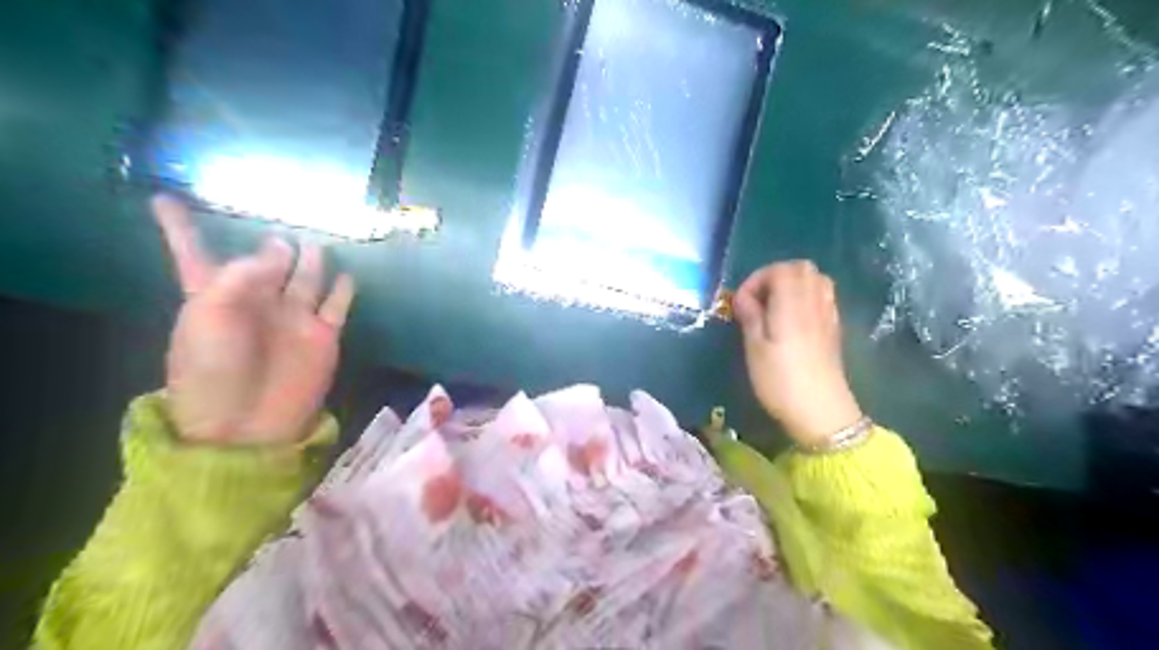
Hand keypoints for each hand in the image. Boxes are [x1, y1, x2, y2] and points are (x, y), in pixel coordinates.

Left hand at [149, 196, 355, 442]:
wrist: (248, 422)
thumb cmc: (212, 369)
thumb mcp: (208, 317)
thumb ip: (240, 276)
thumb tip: (280, 251)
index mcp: (213, 296)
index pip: (194, 253)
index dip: (179, 227)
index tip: (164, 197)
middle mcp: (256, 301)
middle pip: (264, 263)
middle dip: (271, 245)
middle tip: (282, 232)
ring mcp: (293, 317)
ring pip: (306, 277)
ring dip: (310, 258)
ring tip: (315, 241)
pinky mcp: (324, 334)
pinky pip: (337, 303)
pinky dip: (344, 288)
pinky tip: (347, 274)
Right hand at [732, 260, 859, 447]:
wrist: (821, 412)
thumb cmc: (780, 381)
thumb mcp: (755, 349)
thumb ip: (751, 316)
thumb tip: (744, 297)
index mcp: (792, 304)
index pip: (779, 269)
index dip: (757, 279)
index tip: (742, 303)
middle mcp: (814, 302)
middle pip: (801, 268)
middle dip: (775, 276)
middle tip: (758, 300)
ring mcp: (828, 314)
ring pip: (815, 279)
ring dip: (792, 285)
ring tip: (774, 307)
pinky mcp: (833, 328)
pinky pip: (823, 296)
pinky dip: (806, 297)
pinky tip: (792, 320)